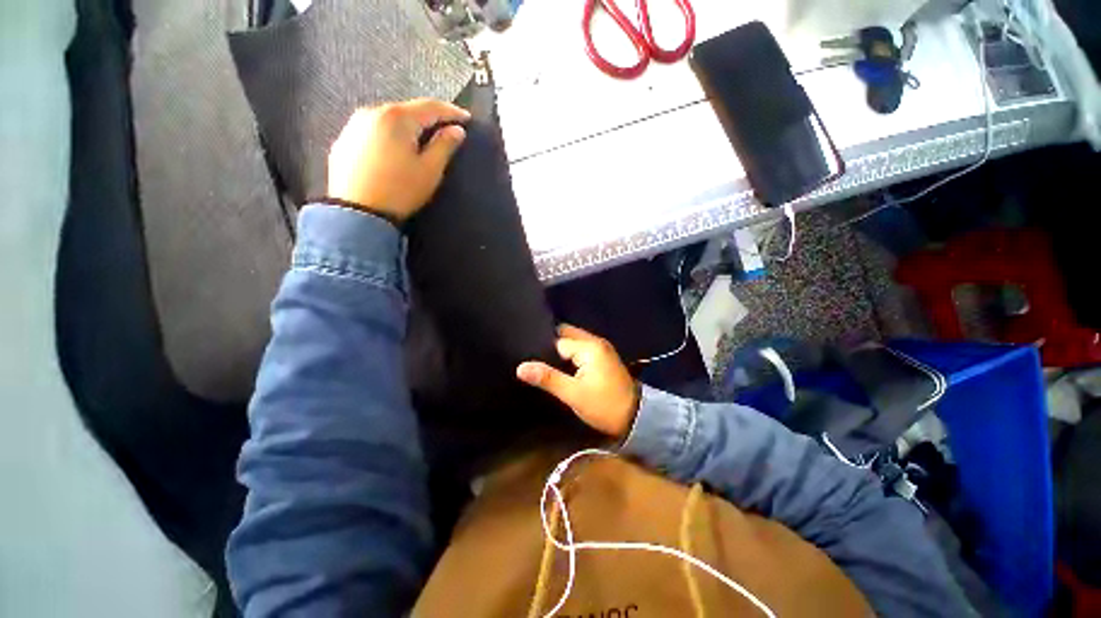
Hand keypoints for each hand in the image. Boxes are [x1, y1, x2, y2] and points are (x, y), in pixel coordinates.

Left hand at [327, 98, 470, 222]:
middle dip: (428, 119)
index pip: (430, 107)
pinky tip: (395, 152)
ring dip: (408, 128)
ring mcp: (354, 125)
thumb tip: (457, 130)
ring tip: (421, 141)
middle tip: (445, 131)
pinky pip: (374, 132)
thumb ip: (445, 146)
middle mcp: (372, 112)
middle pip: (408, 111)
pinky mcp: (344, 141)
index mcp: (397, 118)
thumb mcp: (430, 170)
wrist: (357, 213)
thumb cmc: (400, 190)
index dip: (451, 112)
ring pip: (389, 120)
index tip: (467, 118)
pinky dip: (389, 137)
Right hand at [516, 325, 639, 438]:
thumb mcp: (574, 394)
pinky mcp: (603, 358)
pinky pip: (581, 349)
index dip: (542, 350)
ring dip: (560, 350)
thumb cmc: (604, 405)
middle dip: (550, 344)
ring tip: (541, 361)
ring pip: (573, 342)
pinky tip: (559, 365)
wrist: (636, 418)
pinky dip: (570, 354)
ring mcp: (601, 349)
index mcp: (589, 347)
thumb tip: (521, 367)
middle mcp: (595, 342)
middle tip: (531, 356)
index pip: (557, 342)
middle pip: (566, 336)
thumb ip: (548, 378)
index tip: (526, 358)